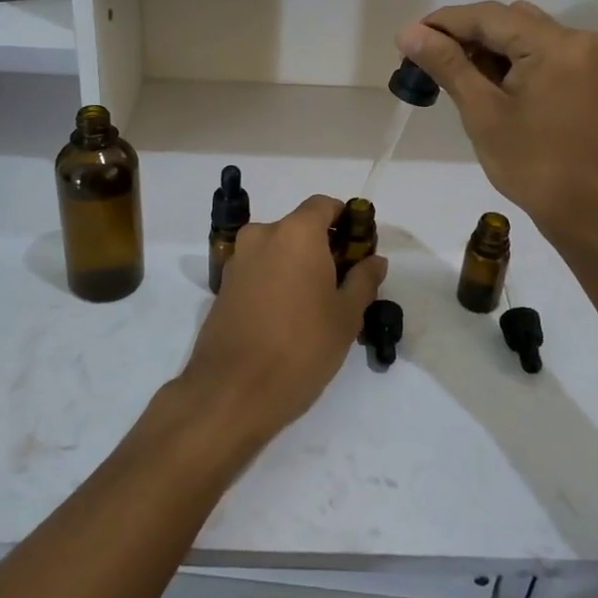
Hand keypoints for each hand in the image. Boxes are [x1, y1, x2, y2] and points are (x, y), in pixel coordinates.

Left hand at [175, 195, 387, 453]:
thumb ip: (363, 280)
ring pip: (278, 249)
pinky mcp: (223, 286)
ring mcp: (238, 260)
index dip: (346, 220)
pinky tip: (288, 316)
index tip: (359, 249)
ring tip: (317, 305)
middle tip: (344, 283)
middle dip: (324, 247)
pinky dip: (276, 280)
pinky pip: (259, 269)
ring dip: (298, 265)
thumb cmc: (300, 348)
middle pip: (300, 227)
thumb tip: (374, 260)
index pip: (324, 205)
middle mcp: (262, 235)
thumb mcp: (345, 317)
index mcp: (295, 233)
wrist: (232, 391)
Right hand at [398, 1, 597, 251]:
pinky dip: (509, 62)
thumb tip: (409, 33)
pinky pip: (539, 53)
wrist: (591, 212)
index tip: (407, 40)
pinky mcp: (585, 77)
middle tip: (426, 62)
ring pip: (523, 35)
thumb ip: (447, 65)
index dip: (443, 23)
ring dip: (486, 48)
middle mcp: (576, 39)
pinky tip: (484, 84)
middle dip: (464, 35)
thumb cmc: (533, 165)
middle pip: (507, 20)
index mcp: (554, 44)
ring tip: (451, 75)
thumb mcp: (482, 112)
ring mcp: (585, 58)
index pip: (488, 16)